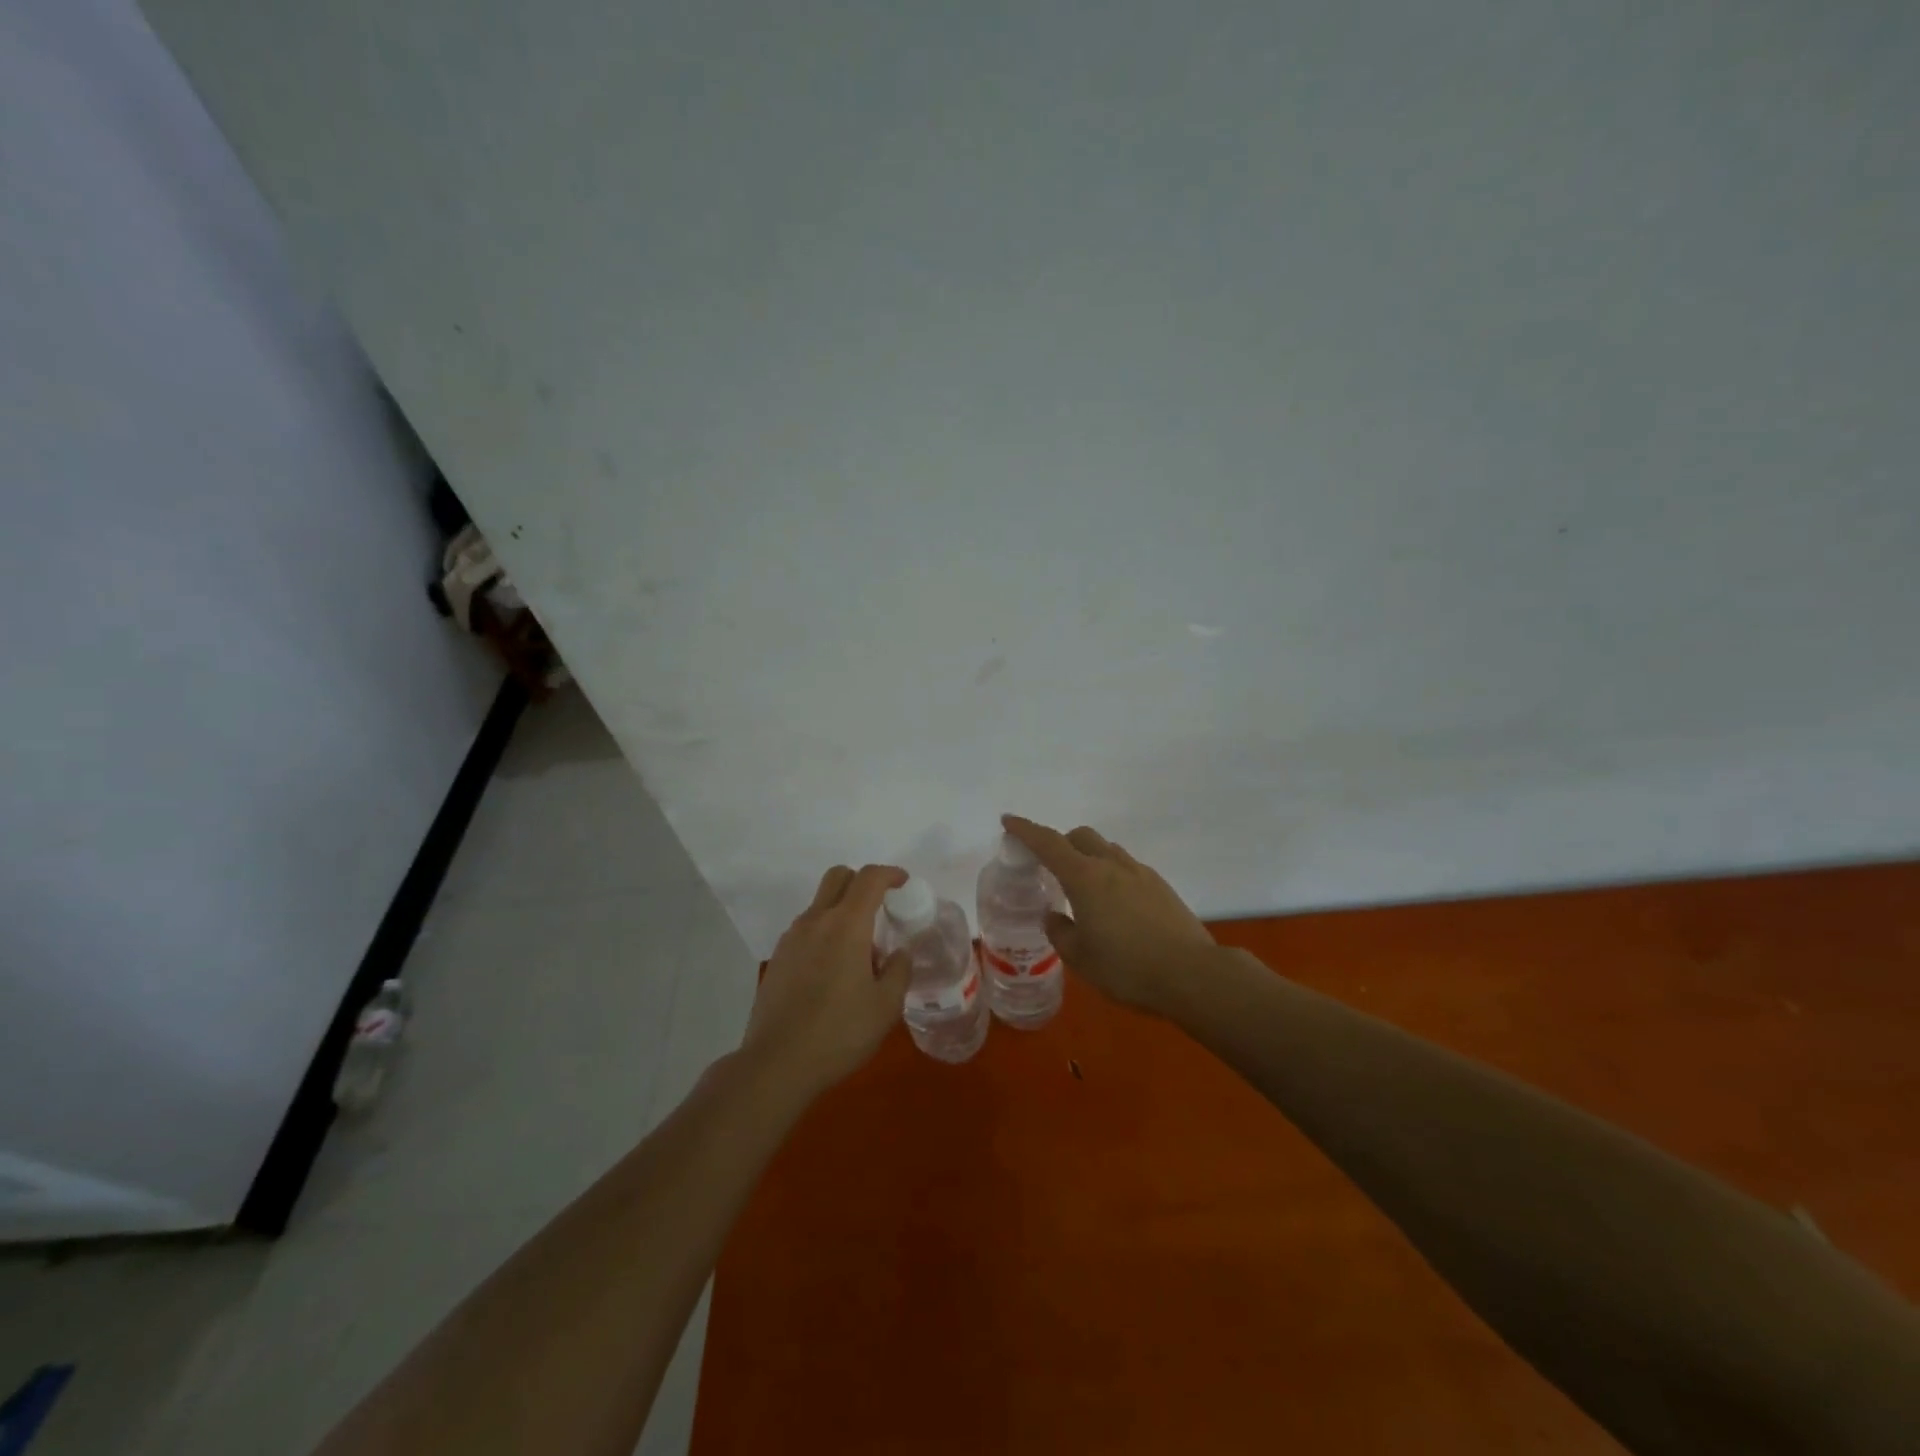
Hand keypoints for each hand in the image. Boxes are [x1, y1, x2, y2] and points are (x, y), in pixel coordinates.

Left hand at [741, 863, 912, 1097]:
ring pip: (820, 904)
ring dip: (842, 911)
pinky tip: (833, 972)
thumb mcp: (886, 1006)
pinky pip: (806, 930)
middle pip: (838, 877)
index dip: (890, 874)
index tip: (904, 883)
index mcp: (846, 925)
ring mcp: (791, 939)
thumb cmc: (839, 1032)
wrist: (777, 1063)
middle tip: (880, 907)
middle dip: (862, 881)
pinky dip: (824, 933)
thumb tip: (899, 953)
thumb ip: (899, 971)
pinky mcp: (778, 959)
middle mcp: (816, 921)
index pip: (869, 878)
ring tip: (860, 952)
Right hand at [1001, 815, 1215, 1013]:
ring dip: (1089, 857)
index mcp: (1085, 877)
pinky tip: (1115, 905)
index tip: (1008, 820)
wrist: (1192, 974)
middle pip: (1081, 837)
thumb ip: (1060, 932)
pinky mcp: (1161, 887)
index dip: (1025, 830)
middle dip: (1061, 842)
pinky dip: (1112, 874)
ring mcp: (1140, 873)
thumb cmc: (1127, 968)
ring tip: (1084, 889)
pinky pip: (1128, 868)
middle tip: (1050, 866)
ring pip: (1107, 850)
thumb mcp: (1081, 958)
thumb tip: (1054, 917)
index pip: (1048, 843)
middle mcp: (1112, 865)